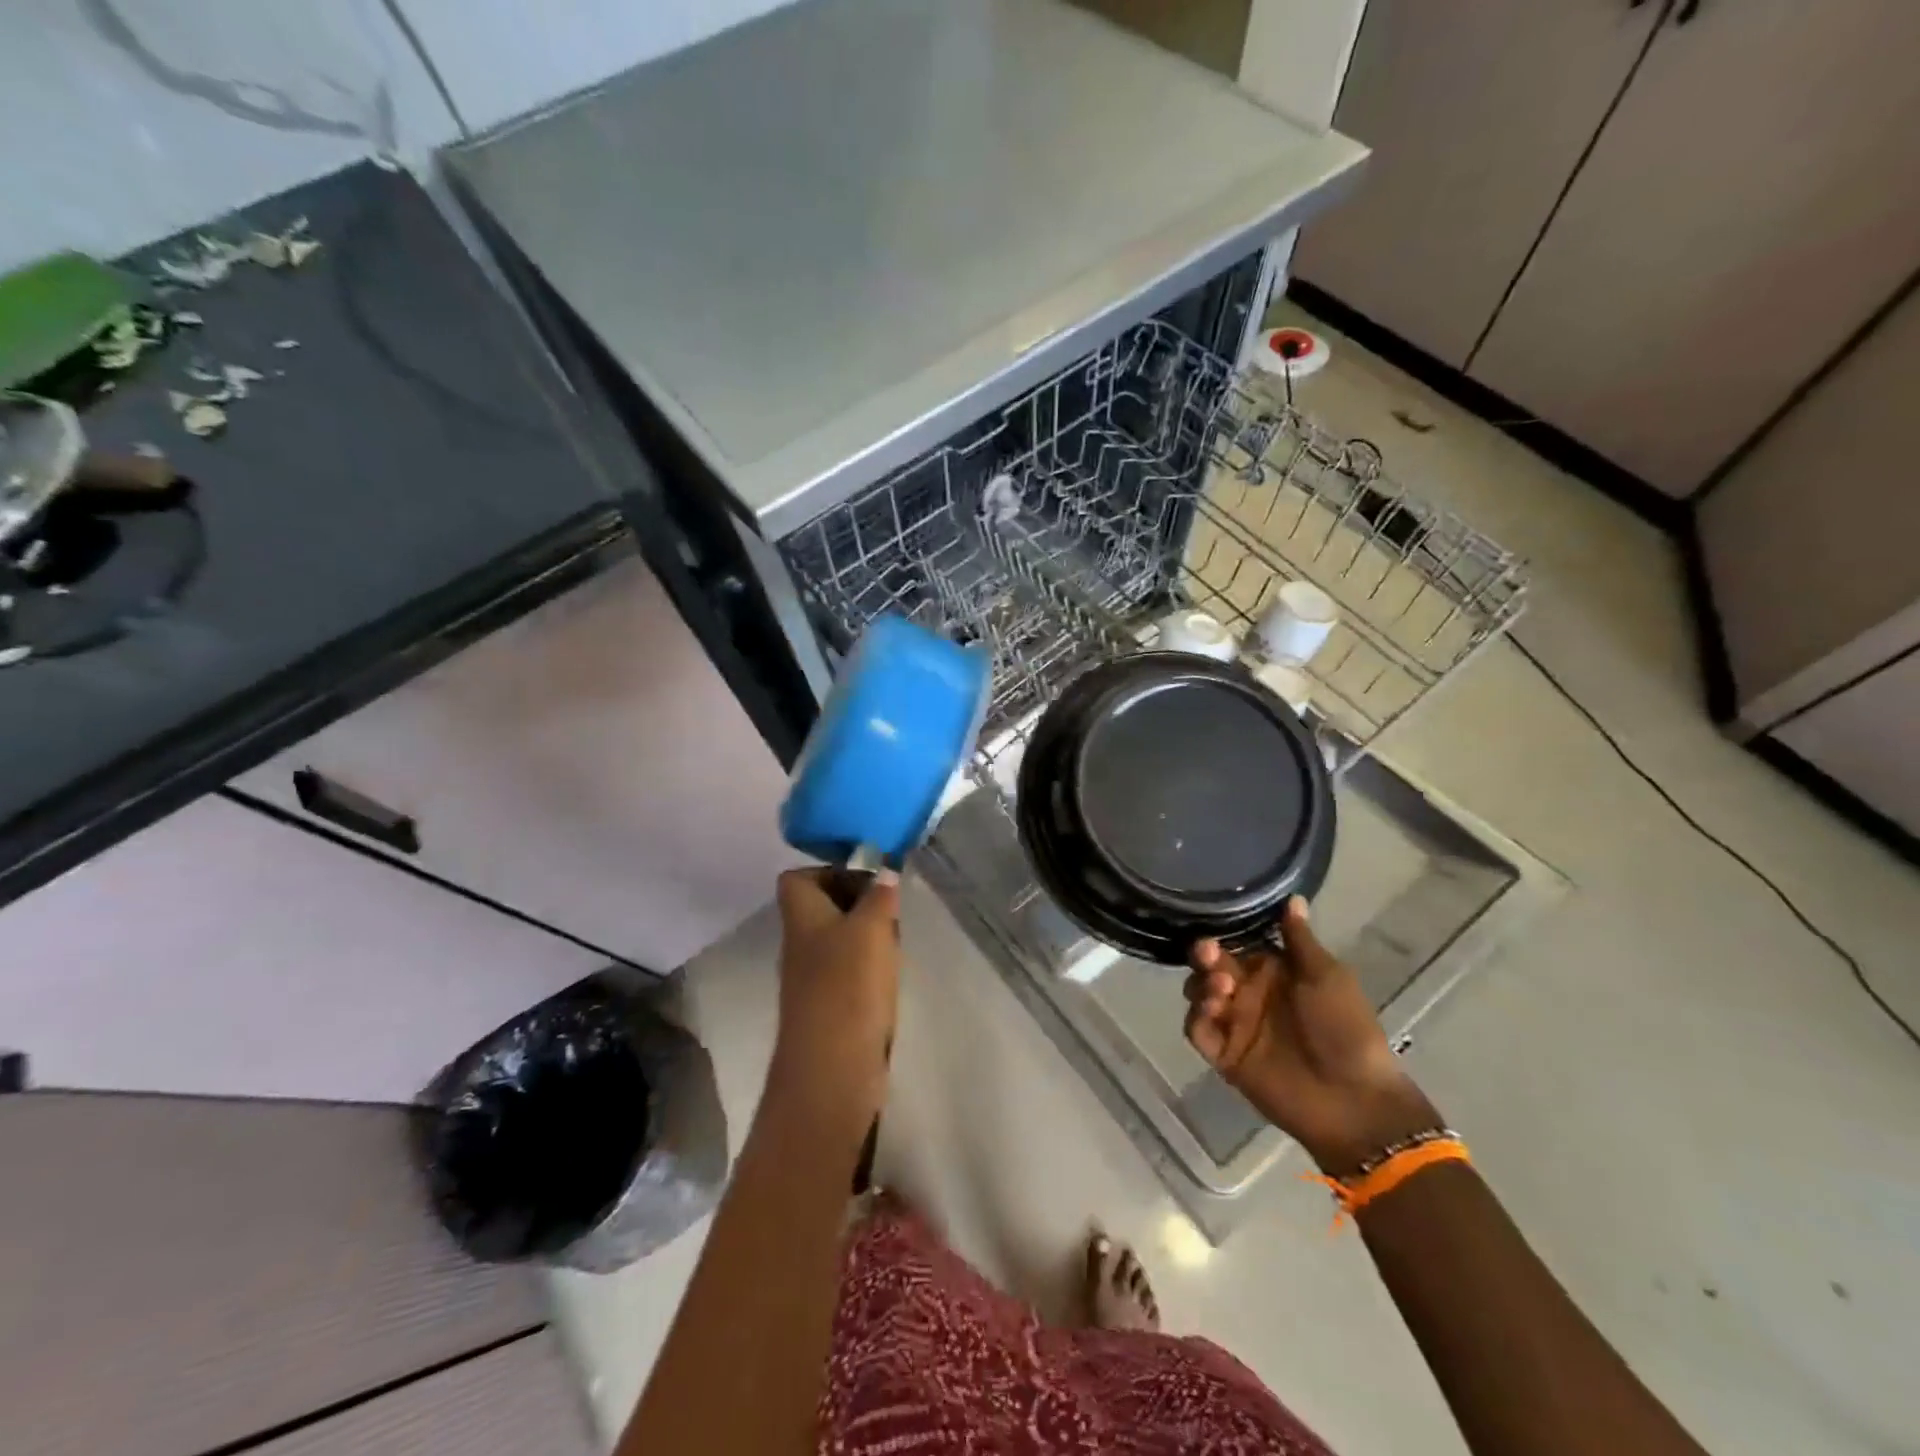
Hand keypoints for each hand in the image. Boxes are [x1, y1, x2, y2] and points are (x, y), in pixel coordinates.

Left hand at [769, 868, 901, 1121]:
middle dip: (859, 901)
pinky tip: (892, 972)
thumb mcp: (870, 928)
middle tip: (891, 906)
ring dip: (868, 934)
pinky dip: (870, 966)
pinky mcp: (830, 1006)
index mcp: (801, 917)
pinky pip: (849, 971)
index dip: (828, 870)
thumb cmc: (847, 986)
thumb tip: (884, 870)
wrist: (832, 1070)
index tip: (867, 876)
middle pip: (823, 907)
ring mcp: (813, 977)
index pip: (797, 878)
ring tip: (897, 938)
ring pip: (839, 938)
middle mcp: (801, 943)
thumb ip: (879, 896)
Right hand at [1184, 897, 1440, 1172]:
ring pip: (1199, 993)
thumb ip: (1300, 940)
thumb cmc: (1346, 1029)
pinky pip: (1197, 1030)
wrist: (1354, 1100)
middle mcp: (1249, 993)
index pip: (1236, 943)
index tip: (1217, 926)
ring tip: (1220, 990)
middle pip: (1210, 965)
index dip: (1223, 933)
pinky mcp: (1225, 1055)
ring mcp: (1235, 1024)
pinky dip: (1197, 1018)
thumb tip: (1293, 895)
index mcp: (1273, 971)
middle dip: (1204, 956)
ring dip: (1201, 985)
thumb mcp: (1327, 977)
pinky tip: (1211, 1013)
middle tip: (1209, 954)